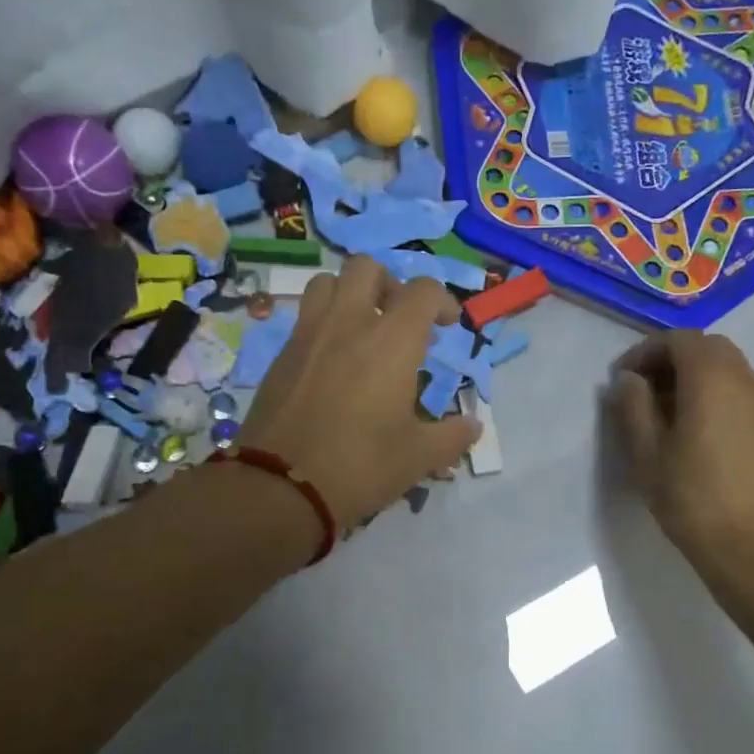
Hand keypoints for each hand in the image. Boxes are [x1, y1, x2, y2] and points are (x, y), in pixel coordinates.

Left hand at [237, 256, 480, 528]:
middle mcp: (348, 323)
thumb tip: (474, 426)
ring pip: (327, 282)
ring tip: (361, 330)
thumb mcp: (417, 457)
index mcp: (391, 340)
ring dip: (349, 294)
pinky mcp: (280, 355)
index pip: (422, 290)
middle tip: (399, 320)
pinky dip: (323, 324)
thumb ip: (452, 436)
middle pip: (367, 267)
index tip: (447, 326)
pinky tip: (332, 362)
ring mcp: (308, 334)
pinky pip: (304, 318)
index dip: (441, 300)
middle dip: (389, 283)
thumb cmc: (359, 466)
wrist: (279, 486)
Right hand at [606, 331, 753, 572]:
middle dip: (669, 358)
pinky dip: (710, 391)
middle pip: (705, 347)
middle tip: (640, 389)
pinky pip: (736, 388)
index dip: (645, 351)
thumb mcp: (646, 451)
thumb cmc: (691, 496)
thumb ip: (633, 406)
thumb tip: (629, 380)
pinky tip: (689, 426)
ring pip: (724, 367)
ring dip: (691, 375)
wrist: (753, 545)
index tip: (621, 379)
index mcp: (711, 378)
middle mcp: (743, 378)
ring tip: (661, 410)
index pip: (678, 339)